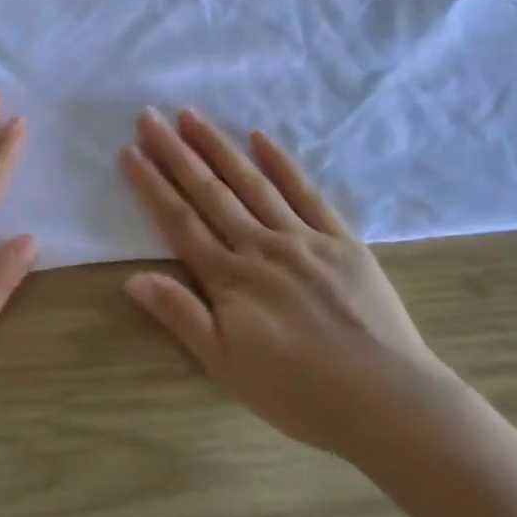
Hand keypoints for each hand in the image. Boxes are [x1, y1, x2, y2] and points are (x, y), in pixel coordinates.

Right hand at [120, 110, 457, 459]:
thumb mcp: (226, 366)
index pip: (180, 221)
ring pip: (252, 183)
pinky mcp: (341, 239)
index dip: (152, 185)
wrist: (386, 401)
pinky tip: (261, 137)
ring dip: (219, 147)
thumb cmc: (298, 393)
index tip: (130, 151)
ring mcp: (303, 238)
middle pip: (210, 192)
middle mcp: (261, 247)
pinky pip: (306, 192)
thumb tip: (133, 278)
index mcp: (230, 279)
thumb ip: (181, 316)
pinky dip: (282, 163)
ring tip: (192, 116)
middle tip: (150, 117)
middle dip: (176, 153)